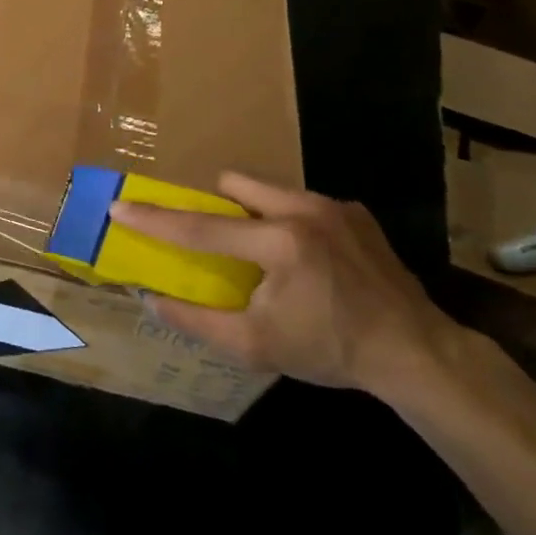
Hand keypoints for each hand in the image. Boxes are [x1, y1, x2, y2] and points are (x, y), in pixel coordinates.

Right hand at [108, 173, 454, 394]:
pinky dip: (289, 222)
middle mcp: (304, 210)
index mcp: (279, 242)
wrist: (415, 352)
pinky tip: (307, 260)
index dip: (155, 220)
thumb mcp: (256, 346)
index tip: (120, 208)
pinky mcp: (355, 212)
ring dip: (253, 212)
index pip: (201, 228)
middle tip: (218, 240)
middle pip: (235, 183)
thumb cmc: (330, 350)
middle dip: (216, 204)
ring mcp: (334, 206)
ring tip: (265, 254)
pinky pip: (302, 202)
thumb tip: (151, 300)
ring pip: (269, 189)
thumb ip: (197, 321)